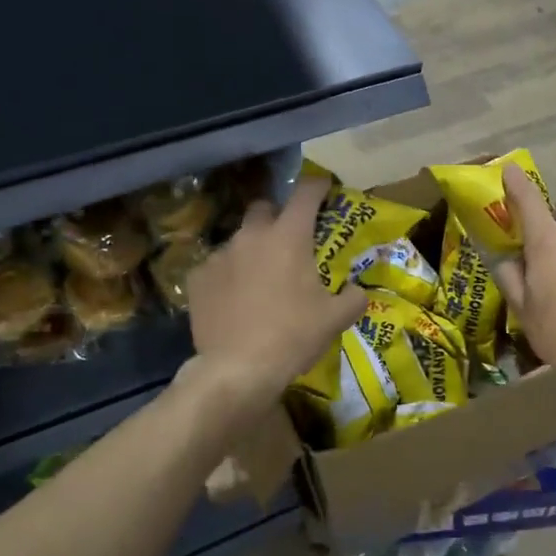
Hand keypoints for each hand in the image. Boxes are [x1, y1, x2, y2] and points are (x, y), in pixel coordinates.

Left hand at [186, 177, 366, 401]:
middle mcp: (252, 236)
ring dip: (251, 250)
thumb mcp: (335, 319)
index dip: (317, 186)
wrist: (237, 369)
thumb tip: (358, 291)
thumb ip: (353, 298)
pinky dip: (227, 276)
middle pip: (264, 208)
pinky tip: (233, 301)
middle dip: (276, 217)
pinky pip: (216, 267)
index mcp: (289, 236)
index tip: (324, 188)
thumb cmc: (293, 336)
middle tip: (288, 242)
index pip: (306, 193)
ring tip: (259, 279)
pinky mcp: (197, 278)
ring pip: (239, 239)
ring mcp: (220, 255)